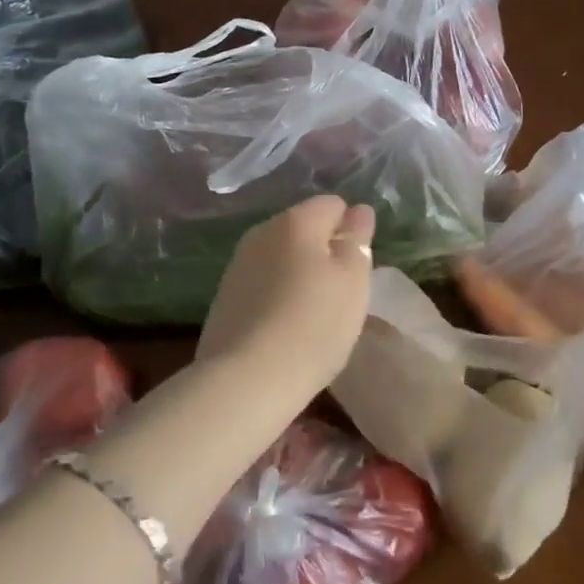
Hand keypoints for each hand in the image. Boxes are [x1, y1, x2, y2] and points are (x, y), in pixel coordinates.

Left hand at [197, 196, 376, 402]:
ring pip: (282, 255)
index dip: (351, 231)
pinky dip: (278, 295)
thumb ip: (357, 241)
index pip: (333, 205)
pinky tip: (286, 327)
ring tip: (314, 314)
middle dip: (324, 251)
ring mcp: (239, 263)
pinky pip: (263, 282)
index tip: (358, 267)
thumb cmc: (313, 324)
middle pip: (304, 228)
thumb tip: (358, 211)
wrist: (245, 379)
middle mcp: (262, 231)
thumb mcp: (353, 281)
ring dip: (300, 274)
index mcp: (296, 220)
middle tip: (341, 293)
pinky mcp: (225, 296)